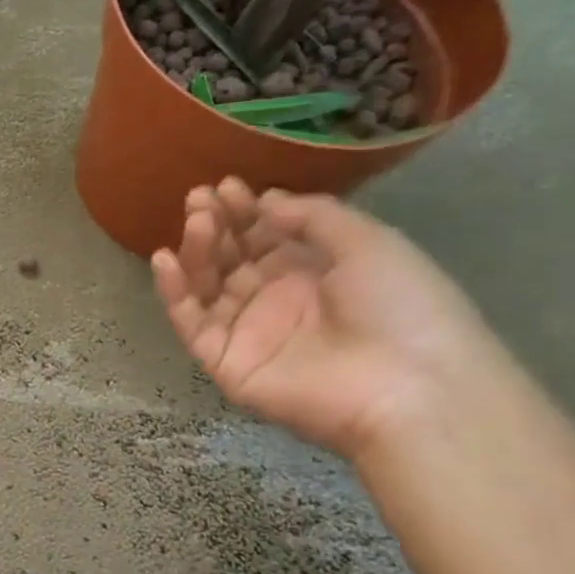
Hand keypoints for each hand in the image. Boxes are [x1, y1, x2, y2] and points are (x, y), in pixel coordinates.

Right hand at [152, 179, 507, 460]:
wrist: (409, 388)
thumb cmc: (402, 308)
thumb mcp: (369, 244)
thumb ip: (314, 217)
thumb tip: (267, 201)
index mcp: (314, 273)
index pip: (264, 237)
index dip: (244, 211)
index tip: (227, 186)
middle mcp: (276, 299)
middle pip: (231, 257)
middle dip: (216, 224)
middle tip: (200, 197)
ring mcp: (247, 331)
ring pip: (206, 285)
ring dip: (197, 250)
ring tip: (197, 220)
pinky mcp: (225, 361)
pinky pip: (191, 323)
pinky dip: (174, 292)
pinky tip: (165, 260)